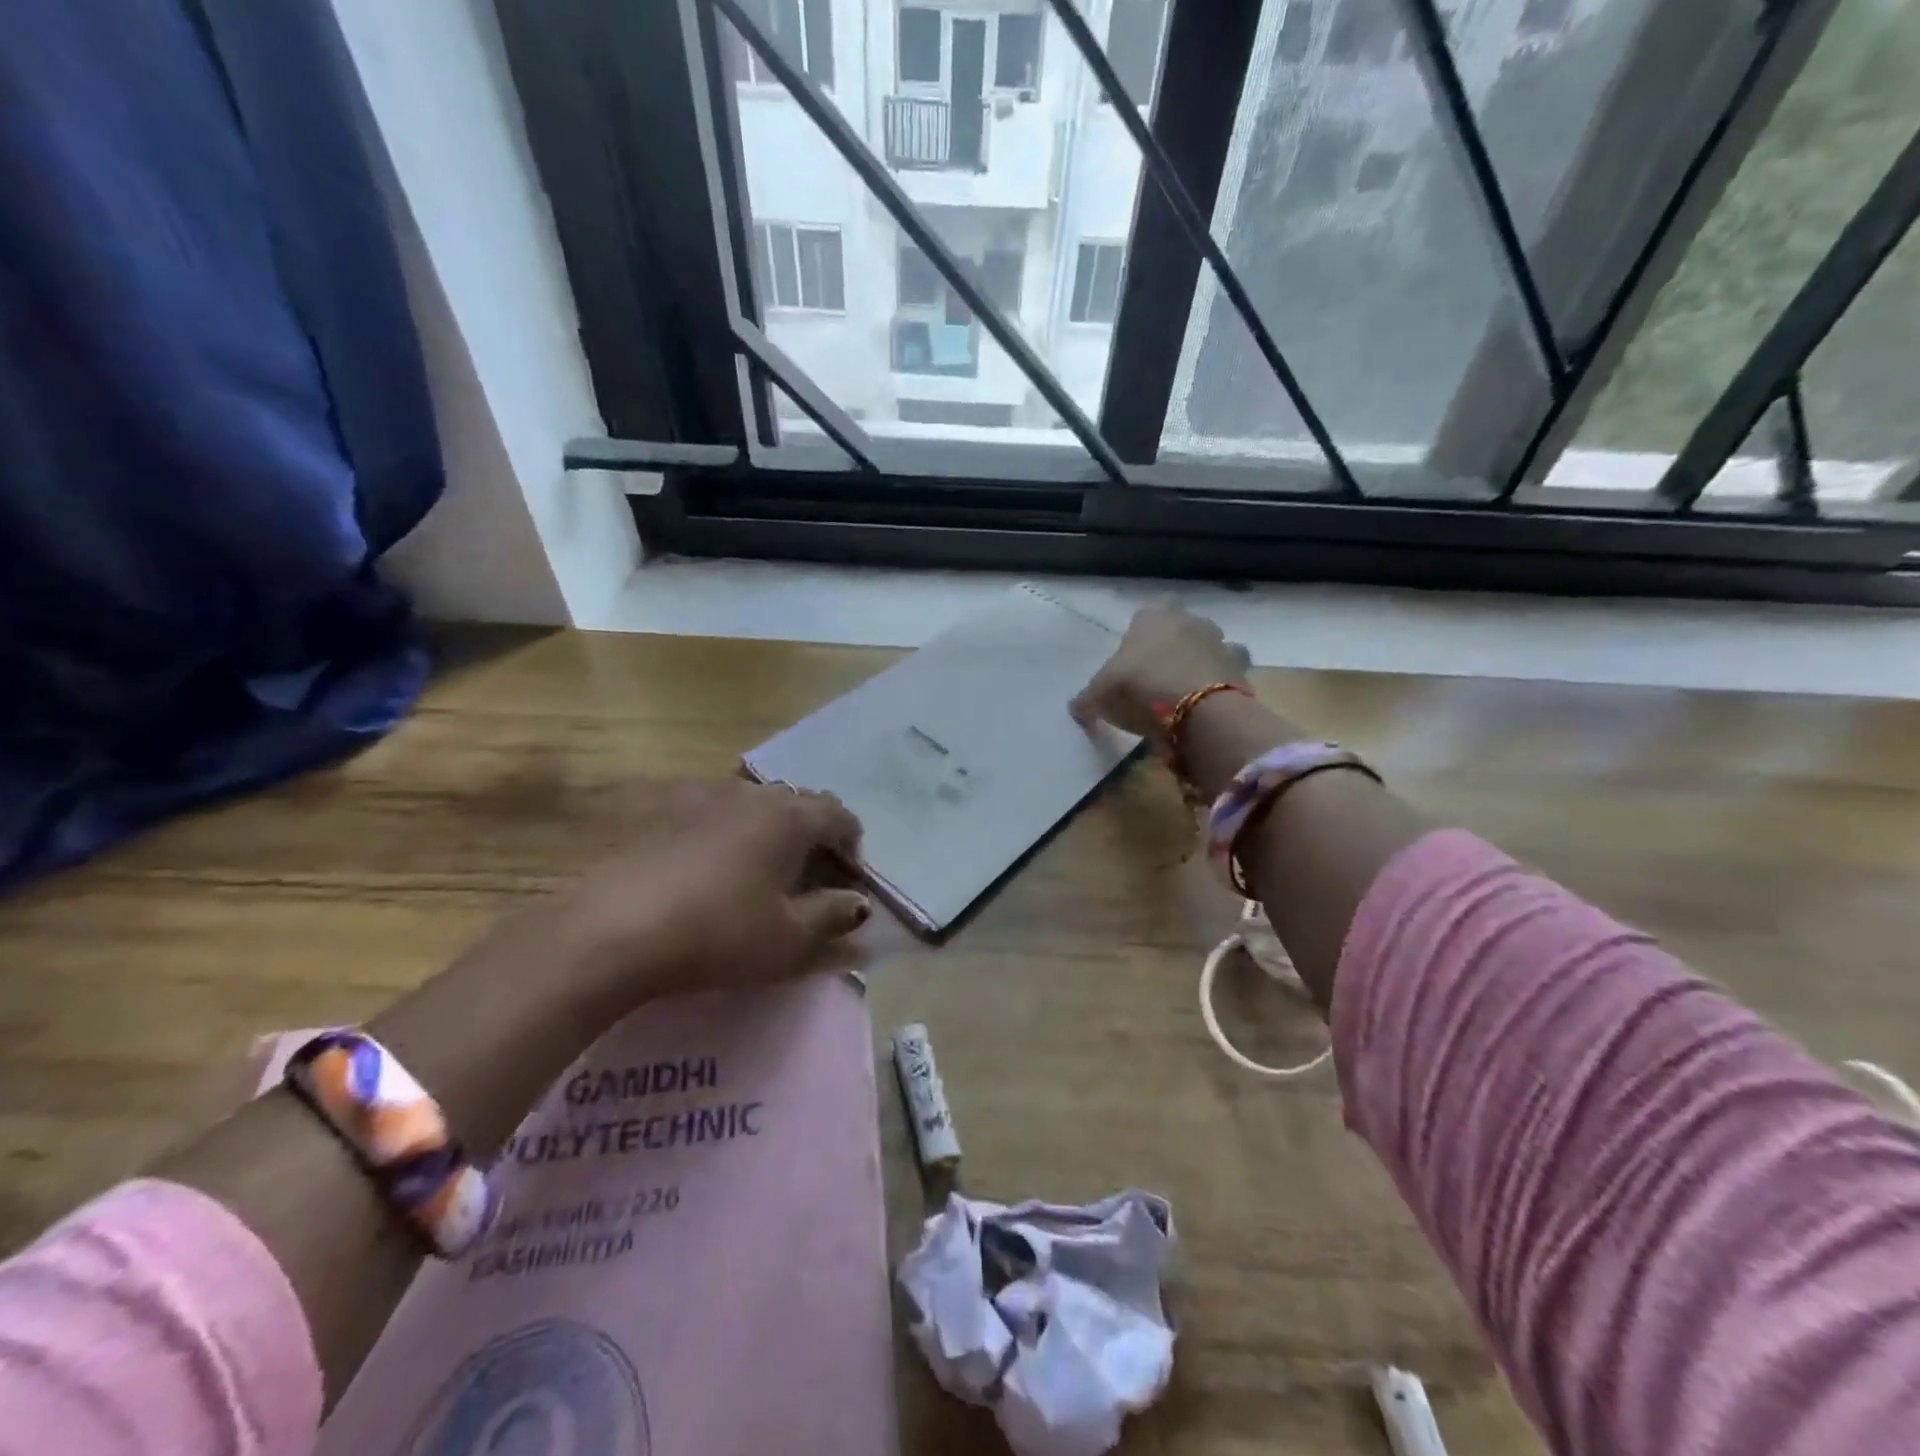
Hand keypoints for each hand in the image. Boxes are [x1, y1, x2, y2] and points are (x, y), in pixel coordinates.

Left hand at [537, 779, 869, 1003]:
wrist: (614, 932)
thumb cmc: (720, 934)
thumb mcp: (789, 939)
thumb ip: (833, 918)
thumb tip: (859, 905)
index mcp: (789, 818)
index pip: (839, 815)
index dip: (852, 844)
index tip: (848, 879)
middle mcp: (750, 795)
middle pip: (797, 804)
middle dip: (812, 835)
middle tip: (808, 877)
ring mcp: (701, 797)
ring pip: (752, 805)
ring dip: (768, 831)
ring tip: (759, 871)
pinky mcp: (660, 811)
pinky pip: (710, 813)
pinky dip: (725, 833)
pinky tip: (708, 868)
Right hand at [1071, 600, 1250, 746]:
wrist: (1199, 708)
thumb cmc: (1142, 685)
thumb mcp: (1103, 692)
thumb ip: (1088, 697)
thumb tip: (1075, 709)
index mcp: (1153, 614)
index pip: (1146, 612)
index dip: (1140, 633)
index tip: (1133, 659)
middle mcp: (1189, 618)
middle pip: (1179, 626)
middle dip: (1172, 644)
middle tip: (1156, 675)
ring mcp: (1220, 640)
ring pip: (1208, 644)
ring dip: (1199, 659)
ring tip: (1185, 688)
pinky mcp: (1241, 666)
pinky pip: (1228, 670)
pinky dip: (1219, 681)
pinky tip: (1207, 700)